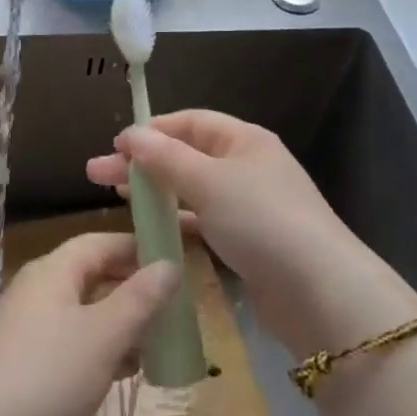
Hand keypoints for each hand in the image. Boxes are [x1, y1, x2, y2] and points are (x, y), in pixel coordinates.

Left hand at [0, 232, 179, 415]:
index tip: (174, 260)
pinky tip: (123, 374)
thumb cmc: (47, 376)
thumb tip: (169, 265)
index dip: (136, 247)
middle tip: (173, 307)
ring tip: (157, 344)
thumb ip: (139, 299)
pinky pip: (71, 345)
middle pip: (92, 276)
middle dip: (132, 289)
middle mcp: (38, 292)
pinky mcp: (24, 368)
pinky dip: (100, 352)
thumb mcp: (104, 334)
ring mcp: (28, 331)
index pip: (100, 242)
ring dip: (120, 324)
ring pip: (84, 314)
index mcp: (53, 272)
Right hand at [86, 111, 416, 353]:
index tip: (114, 147)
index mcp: (244, 140)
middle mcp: (247, 167)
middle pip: (186, 155)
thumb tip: (130, 134)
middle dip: (143, 163)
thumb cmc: (262, 221)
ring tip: (116, 198)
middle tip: (96, 174)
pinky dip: (177, 223)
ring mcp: (249, 206)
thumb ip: (166, 158)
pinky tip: (151, 231)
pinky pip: (204, 222)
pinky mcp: (249, 243)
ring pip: (193, 190)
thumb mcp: (209, 182)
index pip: (190, 122)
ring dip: (156, 192)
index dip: (151, 130)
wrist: (321, 293)